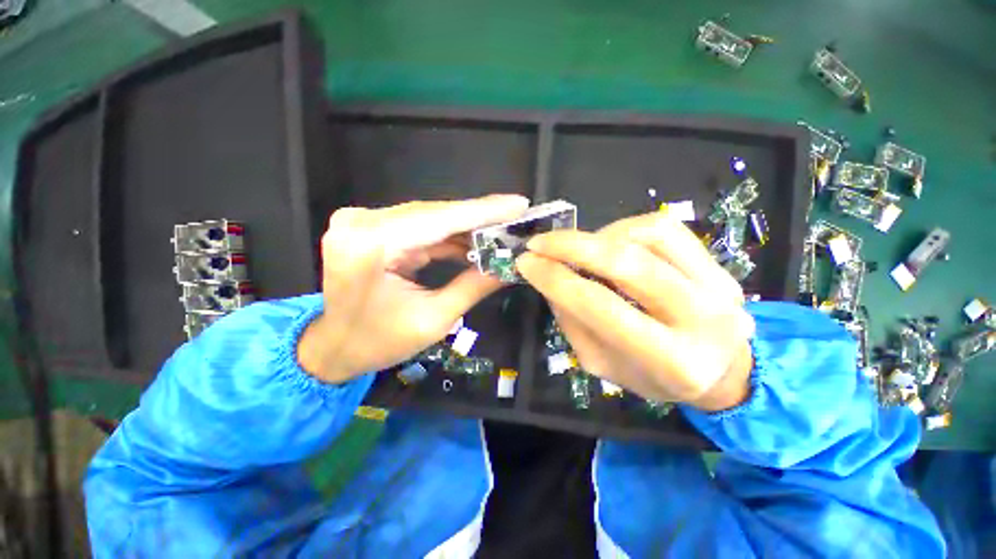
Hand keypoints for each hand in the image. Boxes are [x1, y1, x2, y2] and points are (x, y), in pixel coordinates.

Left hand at [298, 195, 529, 383]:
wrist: (335, 346)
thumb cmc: (379, 342)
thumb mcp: (434, 319)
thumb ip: (473, 287)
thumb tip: (509, 266)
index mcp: (370, 245)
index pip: (438, 219)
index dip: (483, 211)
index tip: (518, 204)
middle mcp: (362, 223)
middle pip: (435, 214)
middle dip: (479, 218)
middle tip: (515, 219)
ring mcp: (364, 222)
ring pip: (430, 218)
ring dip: (466, 227)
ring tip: (501, 233)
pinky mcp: (372, 227)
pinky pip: (421, 227)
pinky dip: (449, 235)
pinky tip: (474, 243)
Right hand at [516, 213, 755, 410]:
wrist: (722, 371)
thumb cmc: (654, 376)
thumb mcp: (603, 364)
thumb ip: (574, 322)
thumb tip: (549, 279)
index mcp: (669, 360)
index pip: (599, 306)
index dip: (555, 279)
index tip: (525, 263)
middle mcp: (702, 319)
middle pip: (626, 263)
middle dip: (571, 246)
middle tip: (538, 242)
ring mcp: (717, 285)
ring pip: (647, 236)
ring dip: (598, 236)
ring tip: (578, 249)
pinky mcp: (719, 265)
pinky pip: (665, 228)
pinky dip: (625, 228)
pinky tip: (609, 242)